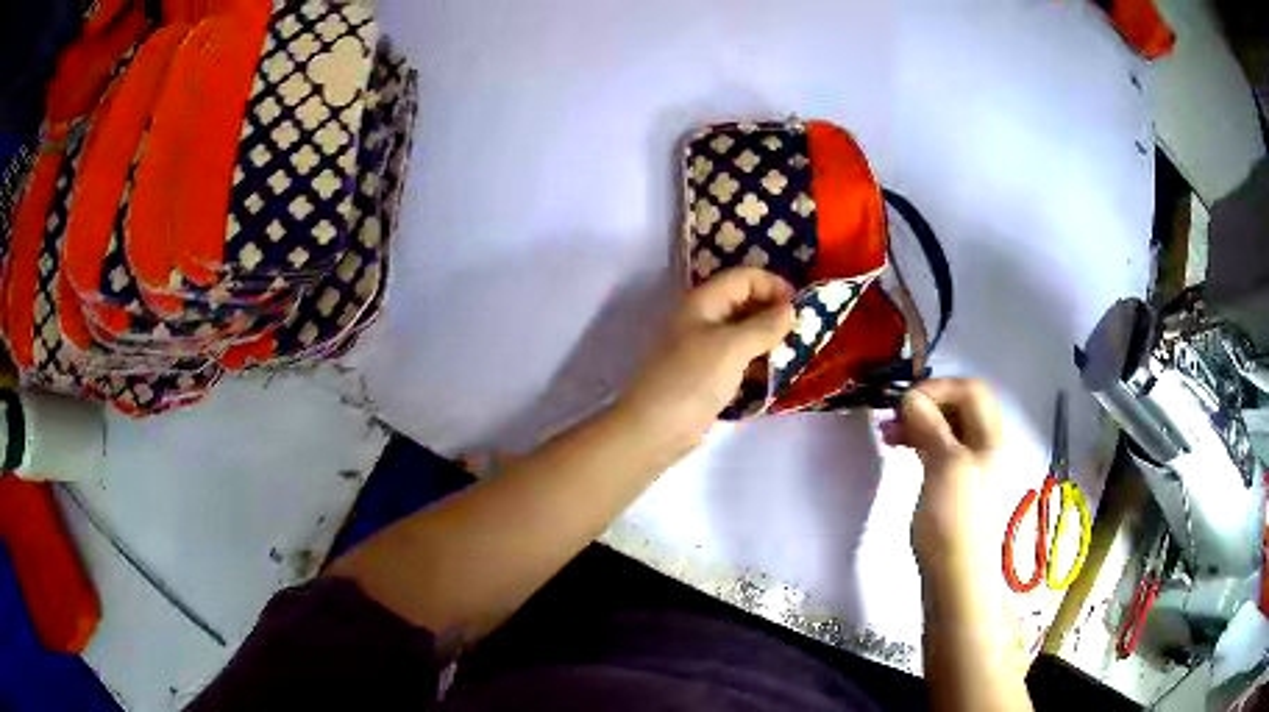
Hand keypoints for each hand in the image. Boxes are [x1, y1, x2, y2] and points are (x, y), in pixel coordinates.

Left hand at [616, 268, 794, 452]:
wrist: (654, 430)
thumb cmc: (692, 380)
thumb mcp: (732, 347)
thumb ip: (764, 326)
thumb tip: (791, 309)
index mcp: (703, 302)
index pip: (744, 278)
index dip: (773, 286)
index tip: (801, 307)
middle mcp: (703, 319)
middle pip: (745, 304)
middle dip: (775, 313)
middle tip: (804, 332)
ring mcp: (705, 349)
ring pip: (745, 334)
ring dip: (770, 341)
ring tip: (797, 354)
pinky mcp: (709, 376)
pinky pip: (740, 361)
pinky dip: (759, 364)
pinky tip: (777, 376)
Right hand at [882, 379, 1002, 586]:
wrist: (958, 577)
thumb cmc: (955, 519)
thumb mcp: (944, 466)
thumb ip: (930, 426)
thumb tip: (911, 397)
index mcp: (992, 437)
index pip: (970, 389)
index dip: (938, 387)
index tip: (905, 402)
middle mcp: (987, 446)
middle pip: (960, 407)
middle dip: (926, 404)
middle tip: (892, 416)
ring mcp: (973, 468)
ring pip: (948, 430)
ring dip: (920, 424)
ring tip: (888, 433)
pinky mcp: (958, 488)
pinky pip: (942, 452)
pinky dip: (922, 444)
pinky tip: (903, 450)